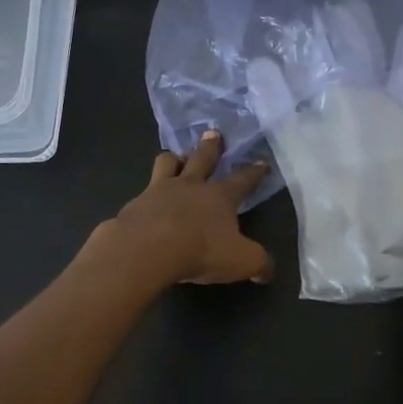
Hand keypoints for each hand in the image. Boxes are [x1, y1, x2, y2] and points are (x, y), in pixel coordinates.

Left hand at [89, 132, 274, 287]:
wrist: (146, 250)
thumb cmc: (201, 250)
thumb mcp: (241, 261)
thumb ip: (258, 263)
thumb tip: (268, 270)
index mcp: (219, 196)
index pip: (242, 180)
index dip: (254, 172)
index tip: (261, 162)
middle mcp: (190, 186)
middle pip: (202, 158)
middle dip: (211, 146)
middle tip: (213, 133)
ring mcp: (159, 191)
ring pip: (167, 164)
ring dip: (174, 159)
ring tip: (175, 157)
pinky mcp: (134, 204)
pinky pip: (142, 193)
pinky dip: (147, 196)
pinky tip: (145, 204)